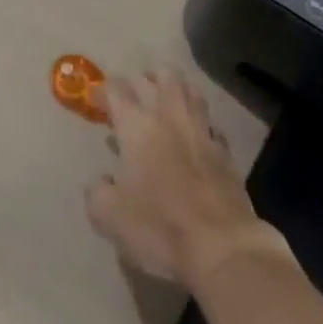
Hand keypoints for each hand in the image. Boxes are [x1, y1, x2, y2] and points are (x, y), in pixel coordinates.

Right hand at [86, 70, 287, 288]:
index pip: (117, 89)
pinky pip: (211, 127)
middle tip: (137, 93)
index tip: (97, 102)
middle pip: (163, 76)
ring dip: (178, 92)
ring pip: (192, 93)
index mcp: (137, 126)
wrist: (222, 247)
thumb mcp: (109, 216)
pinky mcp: (225, 153)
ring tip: (167, 105)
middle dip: (148, 78)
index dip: (104, 90)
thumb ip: (98, 191)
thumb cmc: (158, 226)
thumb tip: (102, 181)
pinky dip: (201, 127)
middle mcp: (169, 117)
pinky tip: (196, 140)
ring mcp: (202, 132)